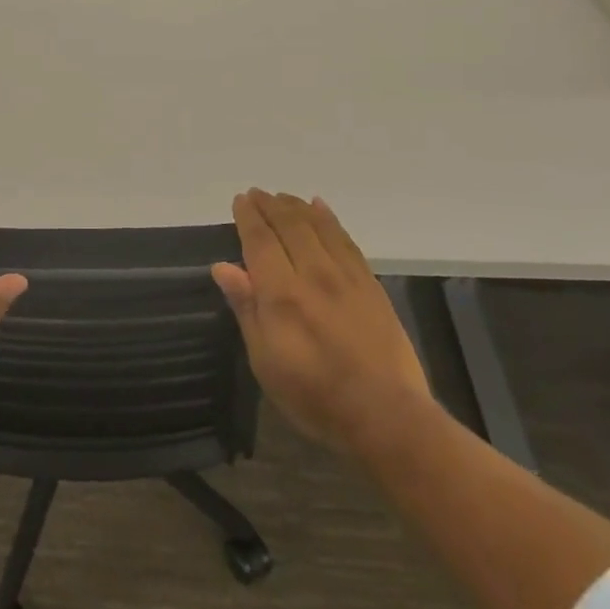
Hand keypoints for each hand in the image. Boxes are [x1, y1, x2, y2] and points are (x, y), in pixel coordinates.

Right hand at [212, 190, 431, 453]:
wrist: (385, 415)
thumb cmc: (313, 394)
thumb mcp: (265, 359)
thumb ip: (246, 308)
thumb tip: (223, 267)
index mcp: (281, 292)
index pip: (260, 241)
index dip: (248, 218)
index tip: (241, 200)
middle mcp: (313, 274)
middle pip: (290, 226)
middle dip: (271, 206)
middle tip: (257, 193)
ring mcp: (346, 277)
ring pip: (319, 227)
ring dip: (298, 208)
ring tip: (284, 196)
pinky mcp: (371, 286)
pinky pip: (347, 241)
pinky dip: (331, 220)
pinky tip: (322, 209)